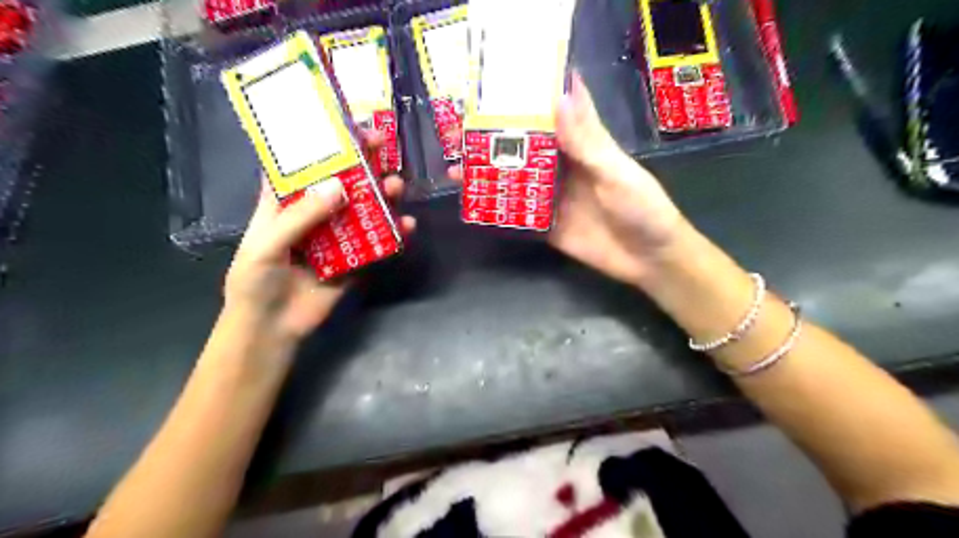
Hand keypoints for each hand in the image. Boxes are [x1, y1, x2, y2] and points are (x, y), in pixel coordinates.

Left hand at [226, 137, 418, 343]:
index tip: (345, 127)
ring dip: (382, 196)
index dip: (322, 145)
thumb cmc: (255, 281)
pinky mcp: (355, 261)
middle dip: (362, 164)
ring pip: (363, 211)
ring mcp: (337, 238)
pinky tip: (406, 226)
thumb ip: (300, 217)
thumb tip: (339, 188)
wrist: (272, 328)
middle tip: (384, 147)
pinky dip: (393, 233)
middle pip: (341, 183)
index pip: (303, 166)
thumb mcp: (266, 244)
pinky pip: (377, 244)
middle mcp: (314, 216)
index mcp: (285, 204)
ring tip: (398, 186)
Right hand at [454, 73, 693, 288]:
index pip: (554, 113)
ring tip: (455, 168)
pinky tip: (473, 204)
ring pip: (515, 180)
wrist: (649, 260)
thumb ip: (587, 142)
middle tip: (460, 131)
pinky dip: (496, 209)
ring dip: (488, 174)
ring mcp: (552, 197)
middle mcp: (563, 167)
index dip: (529, 98)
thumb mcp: (616, 172)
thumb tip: (559, 97)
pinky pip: (517, 214)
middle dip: (495, 139)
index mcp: (583, 146)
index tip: (496, 83)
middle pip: (525, 147)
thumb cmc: (642, 208)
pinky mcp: (546, 225)